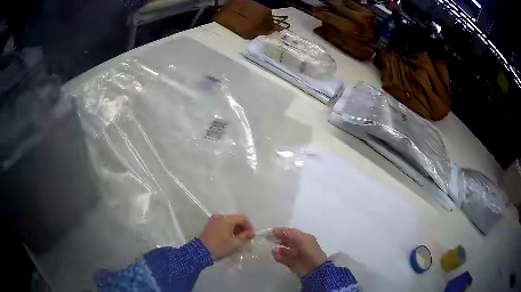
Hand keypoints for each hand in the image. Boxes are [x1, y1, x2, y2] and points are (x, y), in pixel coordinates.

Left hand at [199, 214, 254, 260]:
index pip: (242, 217)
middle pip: (235, 219)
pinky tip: (230, 239)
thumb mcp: (235, 243)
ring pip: (229, 222)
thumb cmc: (220, 247)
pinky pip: (223, 225)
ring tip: (239, 240)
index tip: (251, 235)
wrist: (201, 252)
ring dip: (236, 229)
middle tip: (246, 238)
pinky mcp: (210, 226)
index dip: (249, 226)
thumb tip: (251, 233)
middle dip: (242, 228)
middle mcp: (220, 217)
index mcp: (226, 219)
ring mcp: (214, 221)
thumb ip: (245, 237)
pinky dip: (229, 230)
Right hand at [272, 228, 326, 276]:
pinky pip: (283, 258)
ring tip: (271, 248)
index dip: (280, 231)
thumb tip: (275, 230)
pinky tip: (274, 255)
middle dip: (277, 239)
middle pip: (286, 240)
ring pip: (284, 250)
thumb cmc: (309, 251)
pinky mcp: (292, 263)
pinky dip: (278, 256)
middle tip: (267, 238)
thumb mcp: (301, 239)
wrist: (314, 268)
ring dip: (277, 248)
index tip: (269, 231)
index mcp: (304, 238)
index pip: (290, 232)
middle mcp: (299, 245)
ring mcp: (295, 255)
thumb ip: (288, 234)